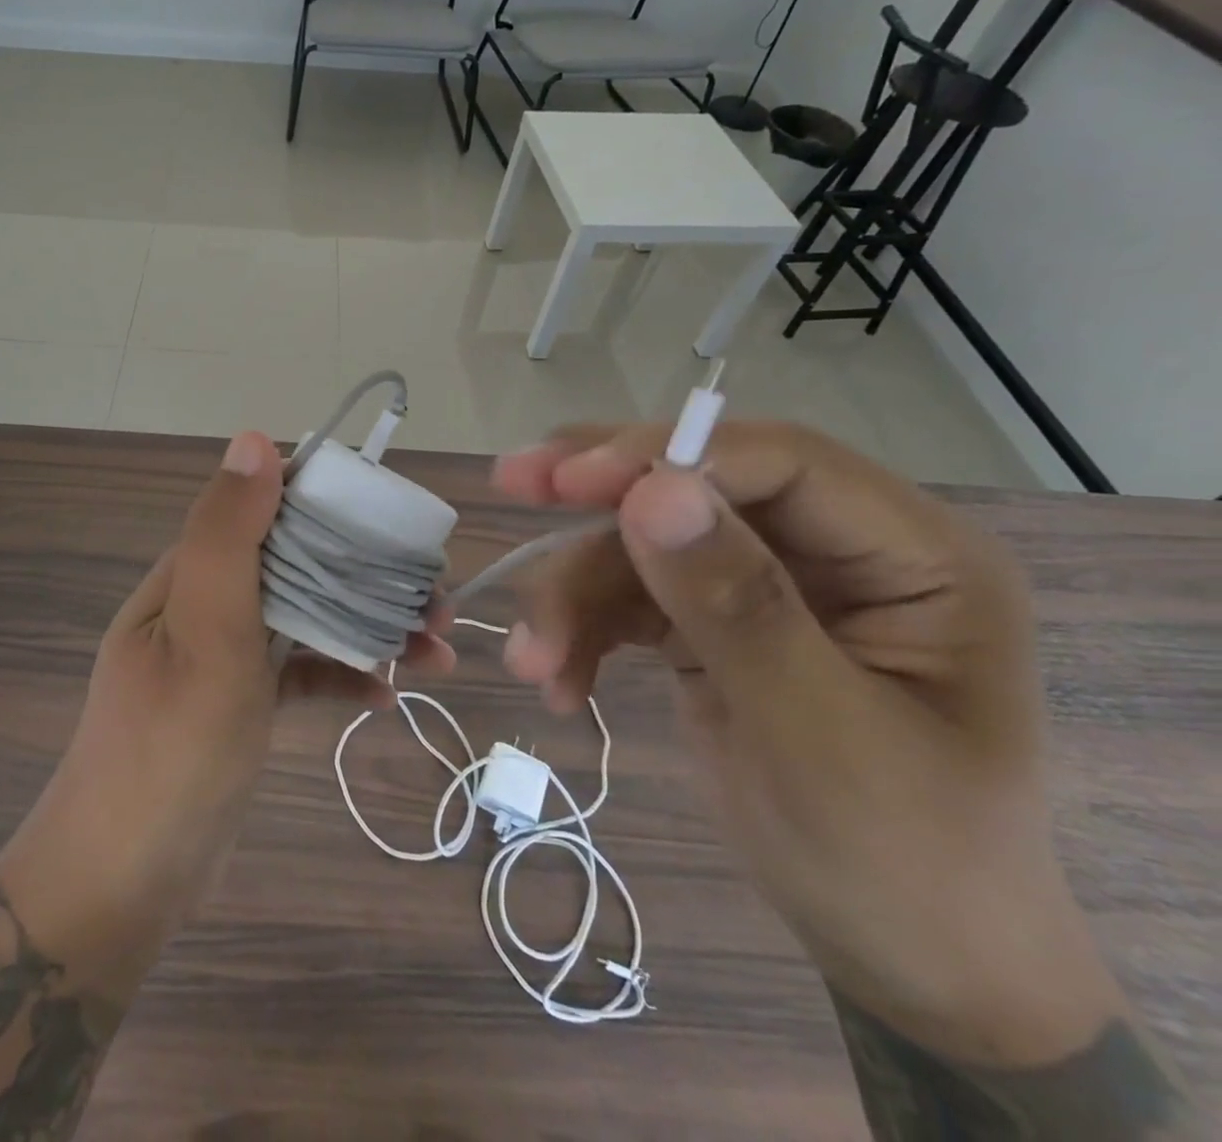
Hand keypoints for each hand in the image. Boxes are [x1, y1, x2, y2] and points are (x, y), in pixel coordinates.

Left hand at [0, 431, 452, 984]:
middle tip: (437, 600)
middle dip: (368, 573)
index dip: (331, 503)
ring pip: (306, 619)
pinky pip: (300, 673)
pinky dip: (342, 676)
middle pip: (298, 564)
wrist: (122, 881)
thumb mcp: (202, 633)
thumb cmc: (169, 749)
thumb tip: (253, 440)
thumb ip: (226, 536)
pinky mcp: (240, 705)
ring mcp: (223, 657)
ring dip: (369, 627)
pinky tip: (388, 696)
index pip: (265, 508)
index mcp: (191, 574)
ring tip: (436, 653)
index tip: (397, 521)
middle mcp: (206, 604)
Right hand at [492, 421, 1126, 1067]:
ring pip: (644, 547)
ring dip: (576, 595)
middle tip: (512, 482)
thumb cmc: (900, 862)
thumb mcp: (817, 733)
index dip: (668, 456)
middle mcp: (836, 553)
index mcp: (912, 558)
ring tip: (533, 661)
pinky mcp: (712, 624)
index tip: (566, 480)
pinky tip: (559, 681)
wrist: (905, 966)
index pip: (779, 463)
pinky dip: (585, 632)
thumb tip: (653, 493)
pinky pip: (631, 599)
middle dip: (598, 499)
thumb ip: (737, 605)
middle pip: (697, 489)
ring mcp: (768, 587)